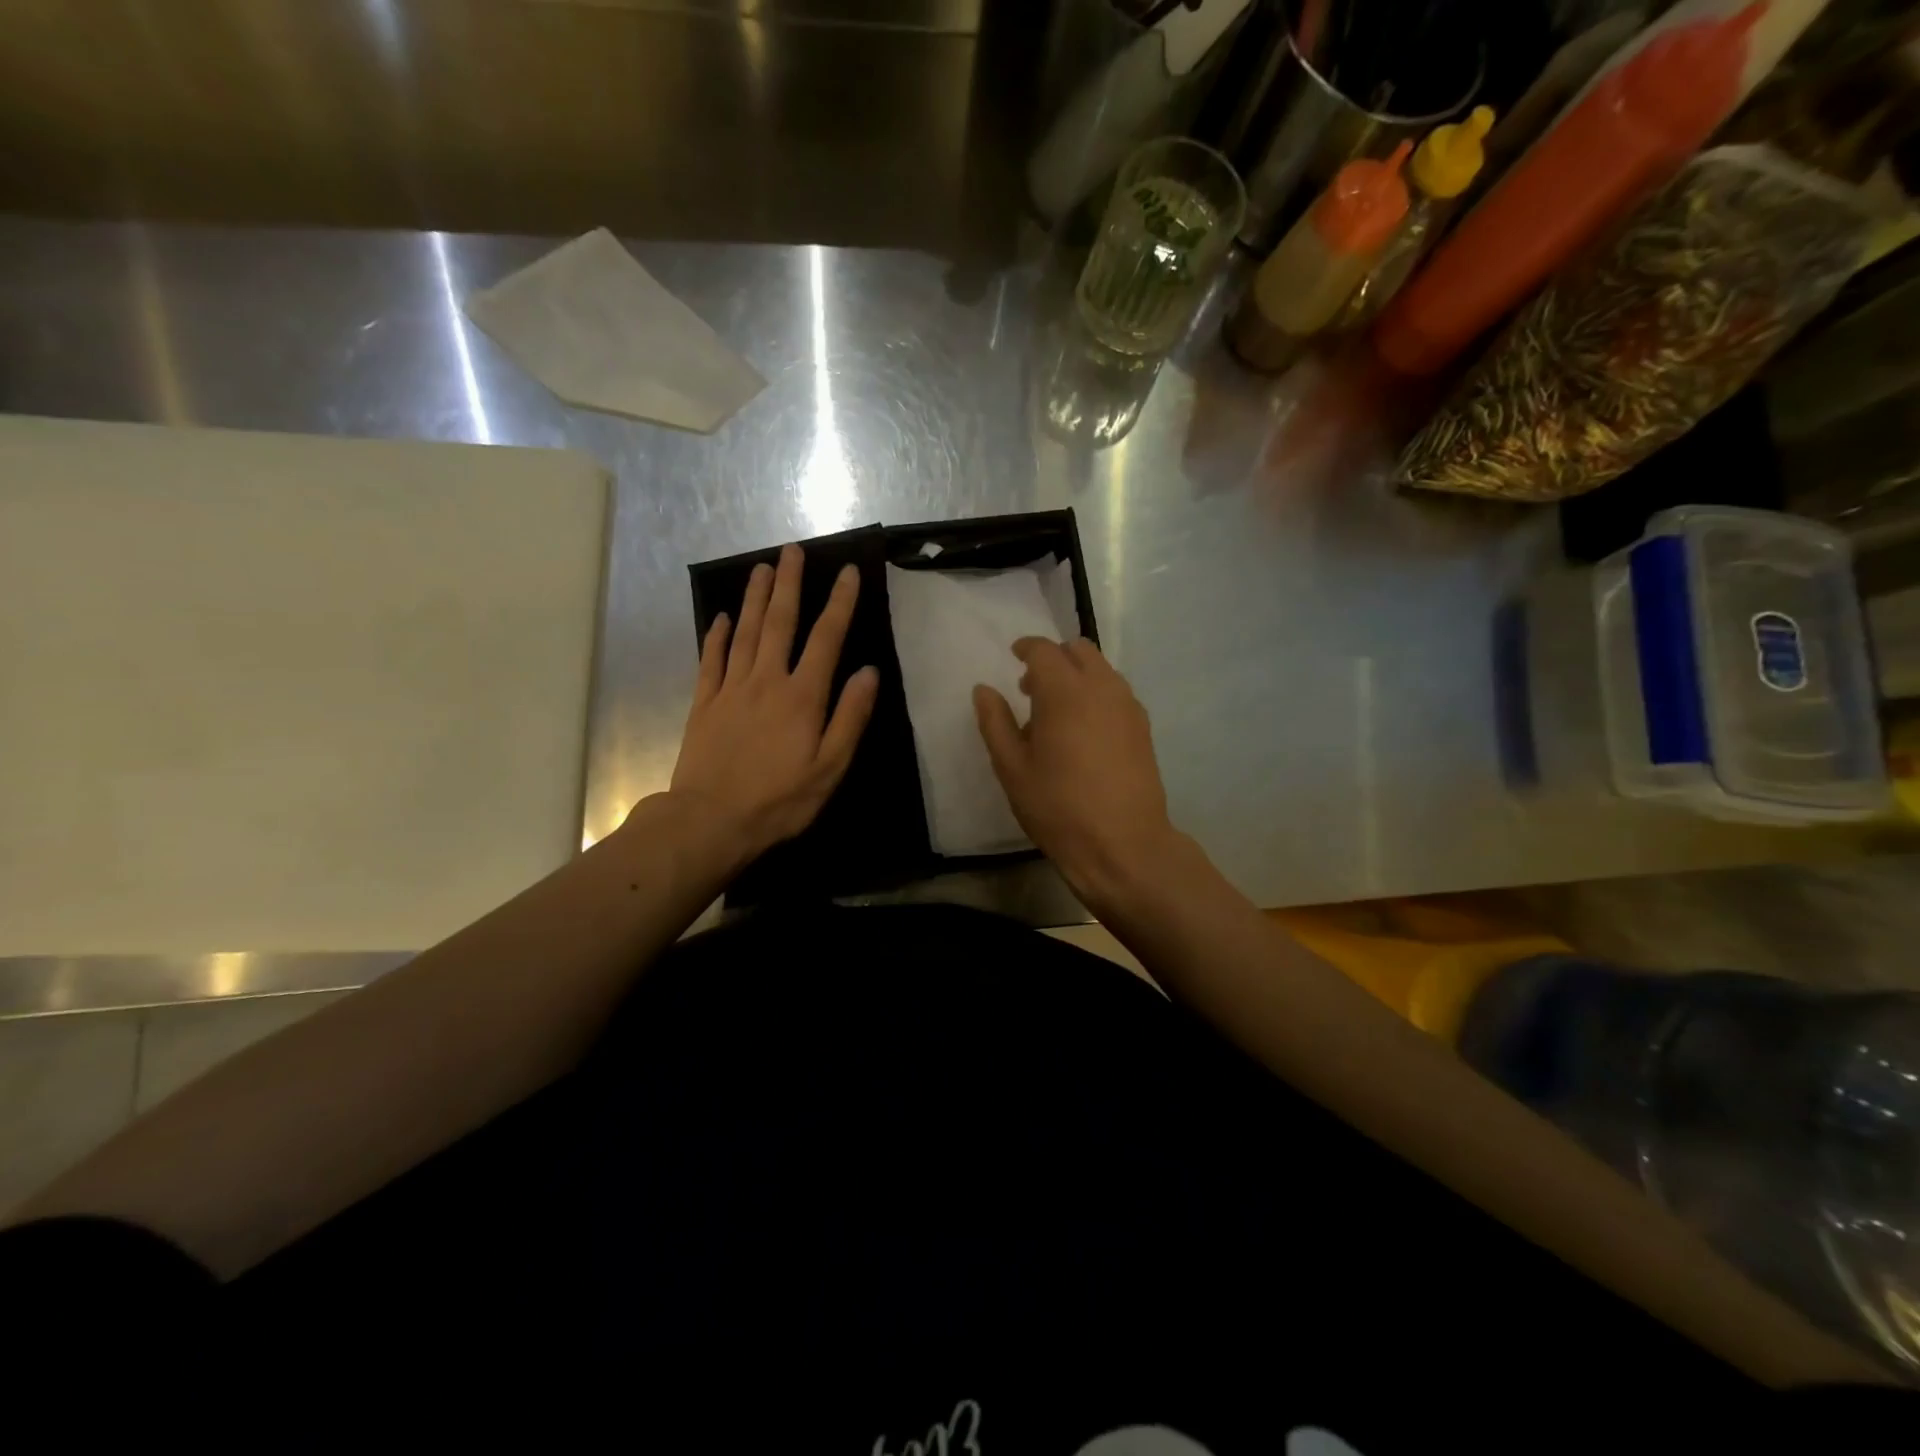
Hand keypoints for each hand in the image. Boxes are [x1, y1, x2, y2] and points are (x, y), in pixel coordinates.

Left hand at [669, 544, 878, 870]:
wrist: (711, 821)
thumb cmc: (780, 800)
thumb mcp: (830, 767)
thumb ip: (850, 717)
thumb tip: (869, 672)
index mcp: (802, 697)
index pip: (826, 639)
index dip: (839, 603)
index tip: (848, 571)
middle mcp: (766, 681)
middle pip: (779, 622)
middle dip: (789, 584)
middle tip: (792, 550)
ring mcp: (730, 689)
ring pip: (744, 632)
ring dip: (754, 598)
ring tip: (761, 567)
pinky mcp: (704, 704)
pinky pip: (711, 660)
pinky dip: (716, 636)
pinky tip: (720, 617)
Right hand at [973, 637, 1181, 912]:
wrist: (1123, 845)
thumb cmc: (1058, 807)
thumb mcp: (1012, 768)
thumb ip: (995, 722)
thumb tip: (984, 690)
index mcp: (1065, 692)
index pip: (1044, 650)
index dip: (1026, 648)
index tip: (1014, 656)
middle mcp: (1102, 688)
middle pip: (1079, 650)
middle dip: (1054, 658)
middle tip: (1032, 688)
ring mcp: (1128, 706)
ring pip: (1102, 670)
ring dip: (1077, 676)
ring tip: (1057, 714)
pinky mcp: (1143, 727)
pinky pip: (1116, 693)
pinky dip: (1096, 694)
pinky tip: (1083, 732)